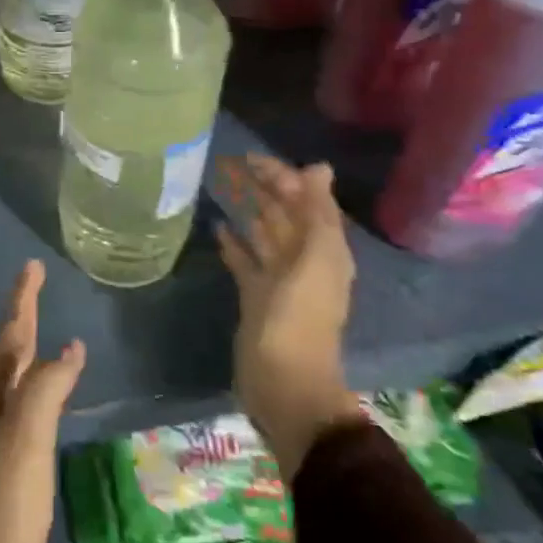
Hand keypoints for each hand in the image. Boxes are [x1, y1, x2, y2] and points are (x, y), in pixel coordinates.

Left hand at [0, 261, 84, 542]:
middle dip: (19, 322)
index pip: (8, 336)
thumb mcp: (24, 447)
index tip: (32, 266)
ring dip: (19, 356)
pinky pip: (6, 411)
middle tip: (36, 293)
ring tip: (35, 338)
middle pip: (1, 355)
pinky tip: (32, 406)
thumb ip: (44, 393)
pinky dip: (23, 392)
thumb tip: (66, 347)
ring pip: (0, 383)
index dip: (22, 300)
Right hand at [217, 156, 366, 480]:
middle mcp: (304, 261)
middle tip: (231, 163)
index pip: (306, 202)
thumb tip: (318, 168)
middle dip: (264, 188)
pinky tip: (217, 226)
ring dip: (249, 210)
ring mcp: (279, 280)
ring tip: (223, 185)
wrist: (283, 384)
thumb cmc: (298, 319)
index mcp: (325, 251)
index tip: (251, 158)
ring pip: (264, 234)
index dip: (283, 177)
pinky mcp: (255, 296)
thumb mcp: (314, 262)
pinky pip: (245, 261)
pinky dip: (235, 243)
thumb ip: (317, 214)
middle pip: (284, 215)